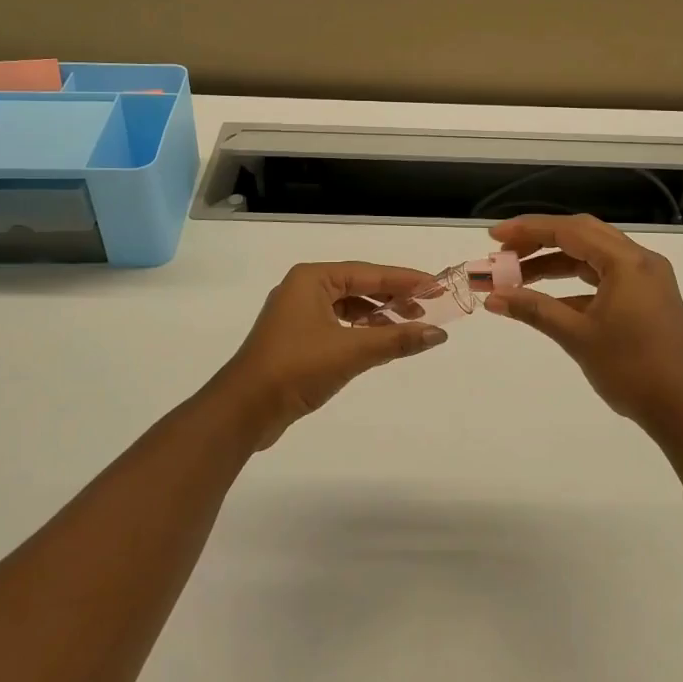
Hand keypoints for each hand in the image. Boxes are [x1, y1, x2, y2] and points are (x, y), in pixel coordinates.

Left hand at [209, 262, 447, 448]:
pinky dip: (359, 331)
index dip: (405, 280)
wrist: (243, 409)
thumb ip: (397, 340)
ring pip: (347, 306)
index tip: (436, 287)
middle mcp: (303, 288)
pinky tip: (378, 344)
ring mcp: (296, 314)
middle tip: (427, 308)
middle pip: (359, 285)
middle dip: (393, 297)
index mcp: (312, 278)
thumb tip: (439, 334)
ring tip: (406, 327)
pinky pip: (336, 324)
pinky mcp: (295, 339)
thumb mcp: (352, 351)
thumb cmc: (296, 367)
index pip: (369, 272)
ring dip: (377, 316)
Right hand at [483, 215, 682, 434]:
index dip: (528, 230)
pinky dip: (574, 284)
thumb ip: (534, 310)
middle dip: (539, 241)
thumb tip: (492, 297)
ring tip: (517, 276)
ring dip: (555, 263)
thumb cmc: (631, 369)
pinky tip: (547, 300)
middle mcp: (639, 260)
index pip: (570, 231)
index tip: (494, 237)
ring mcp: (645, 279)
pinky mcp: (646, 297)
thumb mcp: (578, 337)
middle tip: (503, 253)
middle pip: (581, 235)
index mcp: (627, 262)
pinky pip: (603, 277)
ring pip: (592, 256)